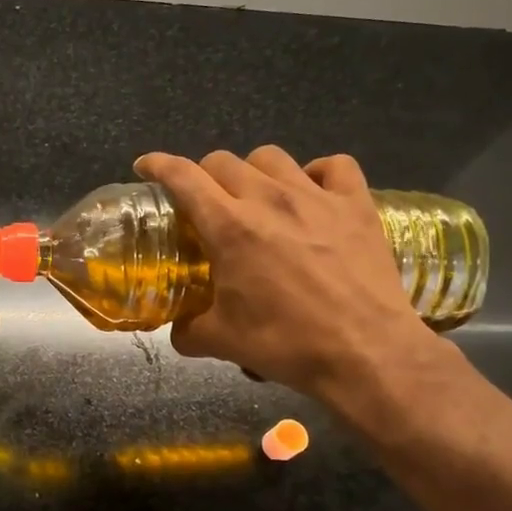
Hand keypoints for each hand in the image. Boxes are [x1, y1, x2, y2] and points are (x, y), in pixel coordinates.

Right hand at [133, 148, 444, 427]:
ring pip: (272, 157)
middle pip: (223, 161)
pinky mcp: (356, 205)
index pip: (183, 176)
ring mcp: (316, 197)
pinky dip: (317, 173)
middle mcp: (268, 199)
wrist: (365, 353)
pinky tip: (313, 192)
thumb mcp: (223, 341)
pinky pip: (334, 166)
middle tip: (205, 201)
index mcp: (229, 227)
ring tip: (256, 196)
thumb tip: (178, 331)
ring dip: (253, 171)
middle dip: (204, 175)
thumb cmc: (287, 344)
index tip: (146, 166)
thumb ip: (189, 331)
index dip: (158, 164)